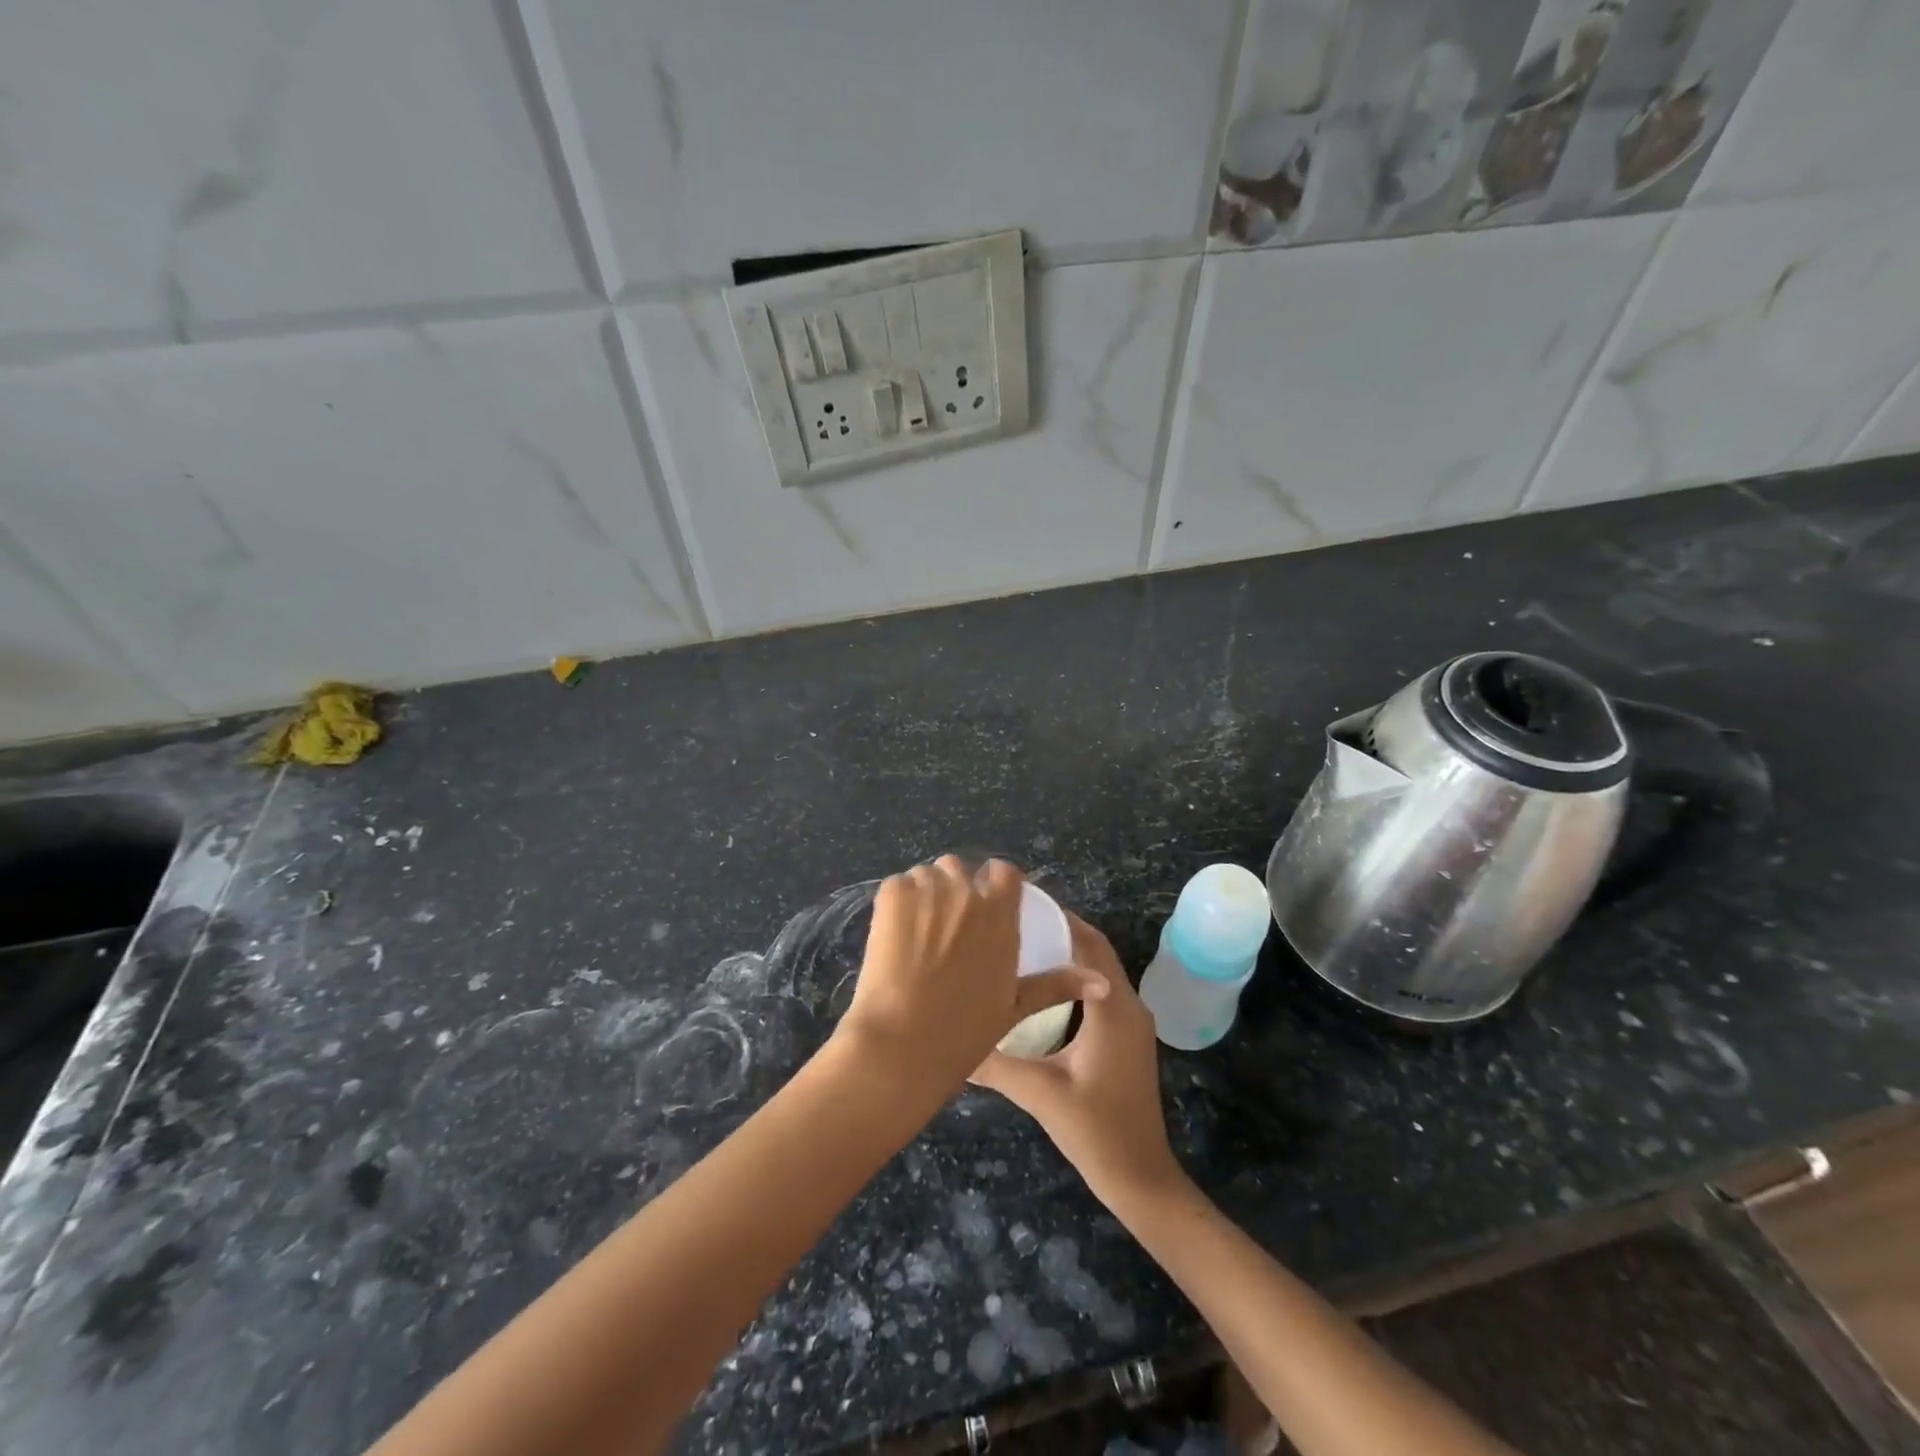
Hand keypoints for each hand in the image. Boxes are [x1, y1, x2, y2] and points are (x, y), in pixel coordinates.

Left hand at [834, 857, 1106, 1103]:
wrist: (903, 1041)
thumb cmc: (965, 1030)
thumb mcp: (1016, 1005)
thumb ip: (1057, 984)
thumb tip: (1101, 982)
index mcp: (1000, 912)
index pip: (1003, 871)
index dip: (993, 885)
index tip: (985, 907)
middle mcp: (967, 891)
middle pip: (960, 869)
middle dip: (955, 889)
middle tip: (945, 928)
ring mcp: (927, 888)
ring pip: (928, 875)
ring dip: (926, 893)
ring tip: (918, 932)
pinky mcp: (892, 893)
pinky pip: (899, 884)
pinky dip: (898, 902)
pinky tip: (895, 934)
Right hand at [970, 913, 1184, 1210]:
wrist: (1140, 1178)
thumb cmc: (1095, 1131)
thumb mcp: (1039, 1093)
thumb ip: (995, 1062)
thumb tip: (951, 1039)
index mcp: (1113, 1009)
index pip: (1089, 944)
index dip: (1060, 918)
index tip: (1021, 904)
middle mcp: (1128, 1006)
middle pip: (1097, 950)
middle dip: (1061, 929)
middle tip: (1015, 919)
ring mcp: (1131, 1022)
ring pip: (1100, 969)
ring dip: (1070, 950)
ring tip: (1024, 942)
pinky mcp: (1126, 1037)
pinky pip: (1102, 989)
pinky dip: (1077, 975)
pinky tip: (1044, 983)